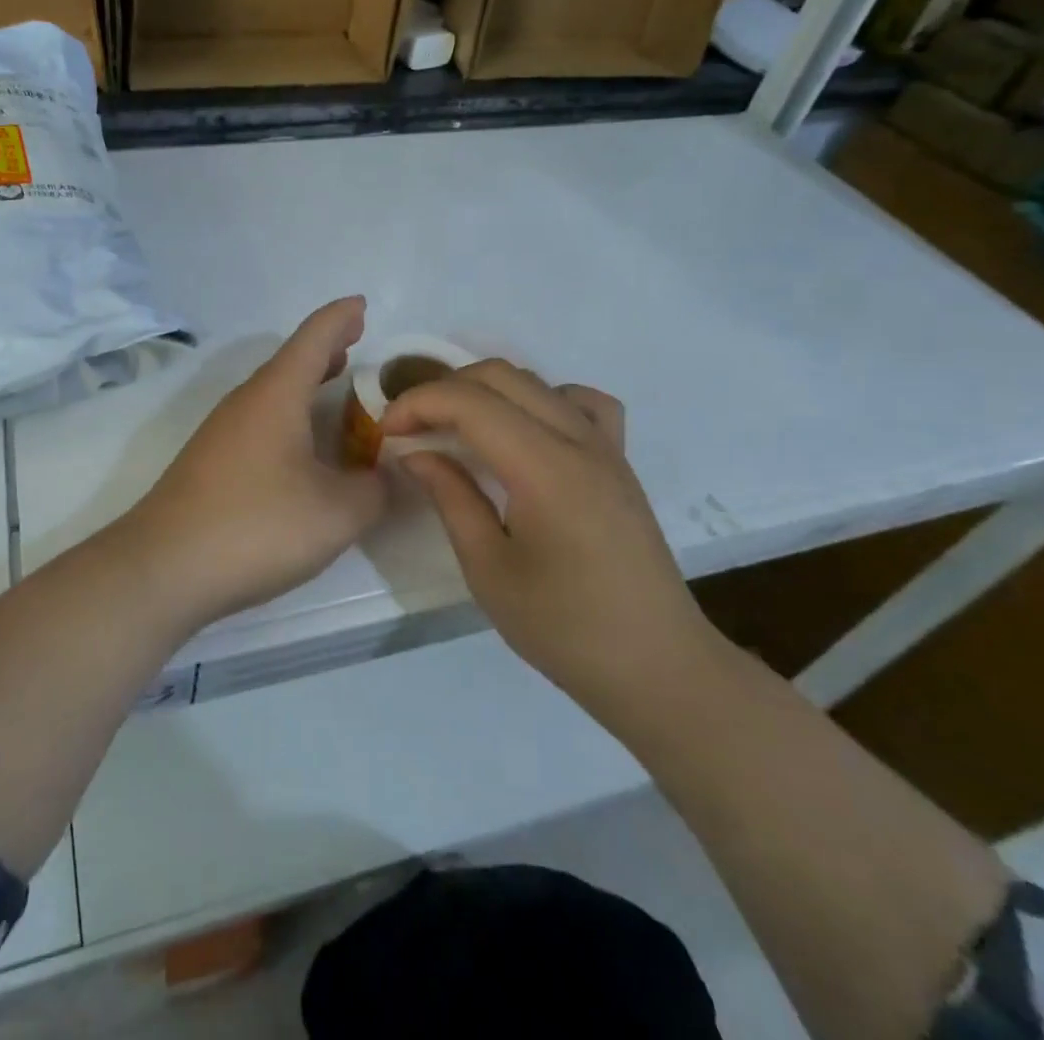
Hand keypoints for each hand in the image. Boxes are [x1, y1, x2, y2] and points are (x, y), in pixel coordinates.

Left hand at [127, 297, 389, 625]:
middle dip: (326, 349)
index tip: (361, 304)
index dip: (341, 318)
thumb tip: (385, 476)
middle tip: (357, 343)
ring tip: (336, 384)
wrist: (163, 567)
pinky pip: (260, 419)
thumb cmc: (256, 526)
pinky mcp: (211, 460)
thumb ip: (374, 489)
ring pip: (273, 392)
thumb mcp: (337, 513)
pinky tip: (302, 445)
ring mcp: (222, 431)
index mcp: (277, 394)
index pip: (314, 338)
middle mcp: (246, 401)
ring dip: (306, 383)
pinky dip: (290, 415)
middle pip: (291, 361)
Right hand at [383, 361, 715, 712]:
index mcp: (544, 468)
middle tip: (412, 427)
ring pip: (538, 382)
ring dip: (487, 391)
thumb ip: (450, 498)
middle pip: (501, 376)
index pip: (471, 402)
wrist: (658, 667)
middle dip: (444, 389)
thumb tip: (416, 453)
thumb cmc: (565, 628)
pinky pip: (583, 403)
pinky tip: (529, 433)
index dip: (419, 404)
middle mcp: (579, 440)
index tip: (386, 430)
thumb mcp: (488, 569)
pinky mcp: (620, 462)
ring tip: (459, 427)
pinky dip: (544, 399)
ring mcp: (607, 447)